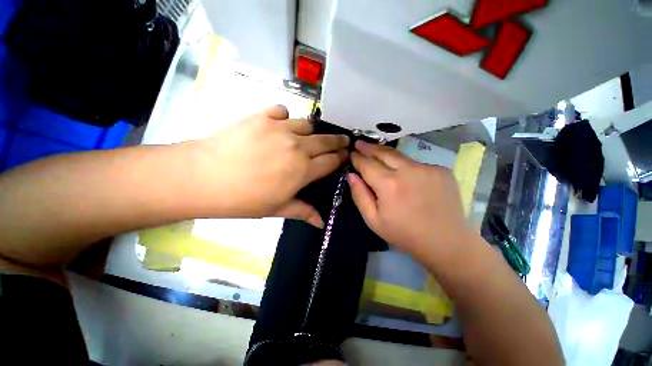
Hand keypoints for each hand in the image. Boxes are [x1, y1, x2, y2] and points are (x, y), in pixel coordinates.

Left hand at [195, 105, 348, 226]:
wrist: (203, 177)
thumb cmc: (243, 199)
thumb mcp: (276, 209)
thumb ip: (303, 212)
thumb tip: (321, 222)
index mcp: (303, 171)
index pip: (331, 161)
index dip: (341, 158)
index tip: (346, 155)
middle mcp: (297, 147)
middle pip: (325, 141)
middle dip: (338, 141)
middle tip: (344, 141)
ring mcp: (280, 129)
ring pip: (307, 124)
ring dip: (312, 131)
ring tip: (309, 136)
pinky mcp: (262, 117)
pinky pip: (282, 111)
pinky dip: (285, 117)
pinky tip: (280, 124)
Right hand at [348, 140, 469, 263]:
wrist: (446, 242)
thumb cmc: (404, 234)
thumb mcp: (373, 220)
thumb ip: (359, 195)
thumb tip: (351, 175)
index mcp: (389, 185)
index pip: (367, 164)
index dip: (357, 158)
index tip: (351, 153)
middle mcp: (408, 171)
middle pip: (384, 153)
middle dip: (369, 147)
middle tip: (360, 142)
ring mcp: (427, 168)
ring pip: (400, 156)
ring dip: (386, 154)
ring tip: (376, 152)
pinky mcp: (441, 170)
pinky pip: (417, 164)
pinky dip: (406, 166)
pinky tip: (404, 174)